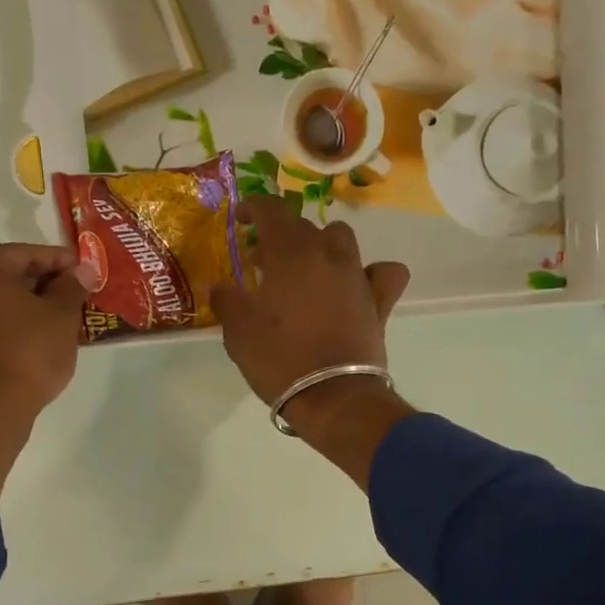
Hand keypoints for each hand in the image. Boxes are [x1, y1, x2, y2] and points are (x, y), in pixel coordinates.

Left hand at [0, 244, 85, 495]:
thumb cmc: (29, 349)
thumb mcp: (61, 314)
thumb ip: (71, 286)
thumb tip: (83, 270)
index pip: (25, 254)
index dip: (59, 261)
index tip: (83, 270)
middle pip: (4, 273)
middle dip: (40, 282)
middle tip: (72, 292)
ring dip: (22, 302)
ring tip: (57, 313)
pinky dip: (6, 319)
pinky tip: (33, 330)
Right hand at [210, 198, 414, 486]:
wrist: (332, 397)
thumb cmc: (279, 359)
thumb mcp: (238, 332)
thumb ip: (227, 301)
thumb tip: (221, 287)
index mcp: (289, 254)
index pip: (272, 210)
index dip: (254, 208)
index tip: (241, 219)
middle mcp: (327, 255)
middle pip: (304, 226)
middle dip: (281, 236)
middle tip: (263, 262)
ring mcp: (357, 276)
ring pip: (342, 239)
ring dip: (322, 245)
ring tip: (307, 270)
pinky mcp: (379, 302)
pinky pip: (384, 273)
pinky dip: (372, 273)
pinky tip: (358, 285)